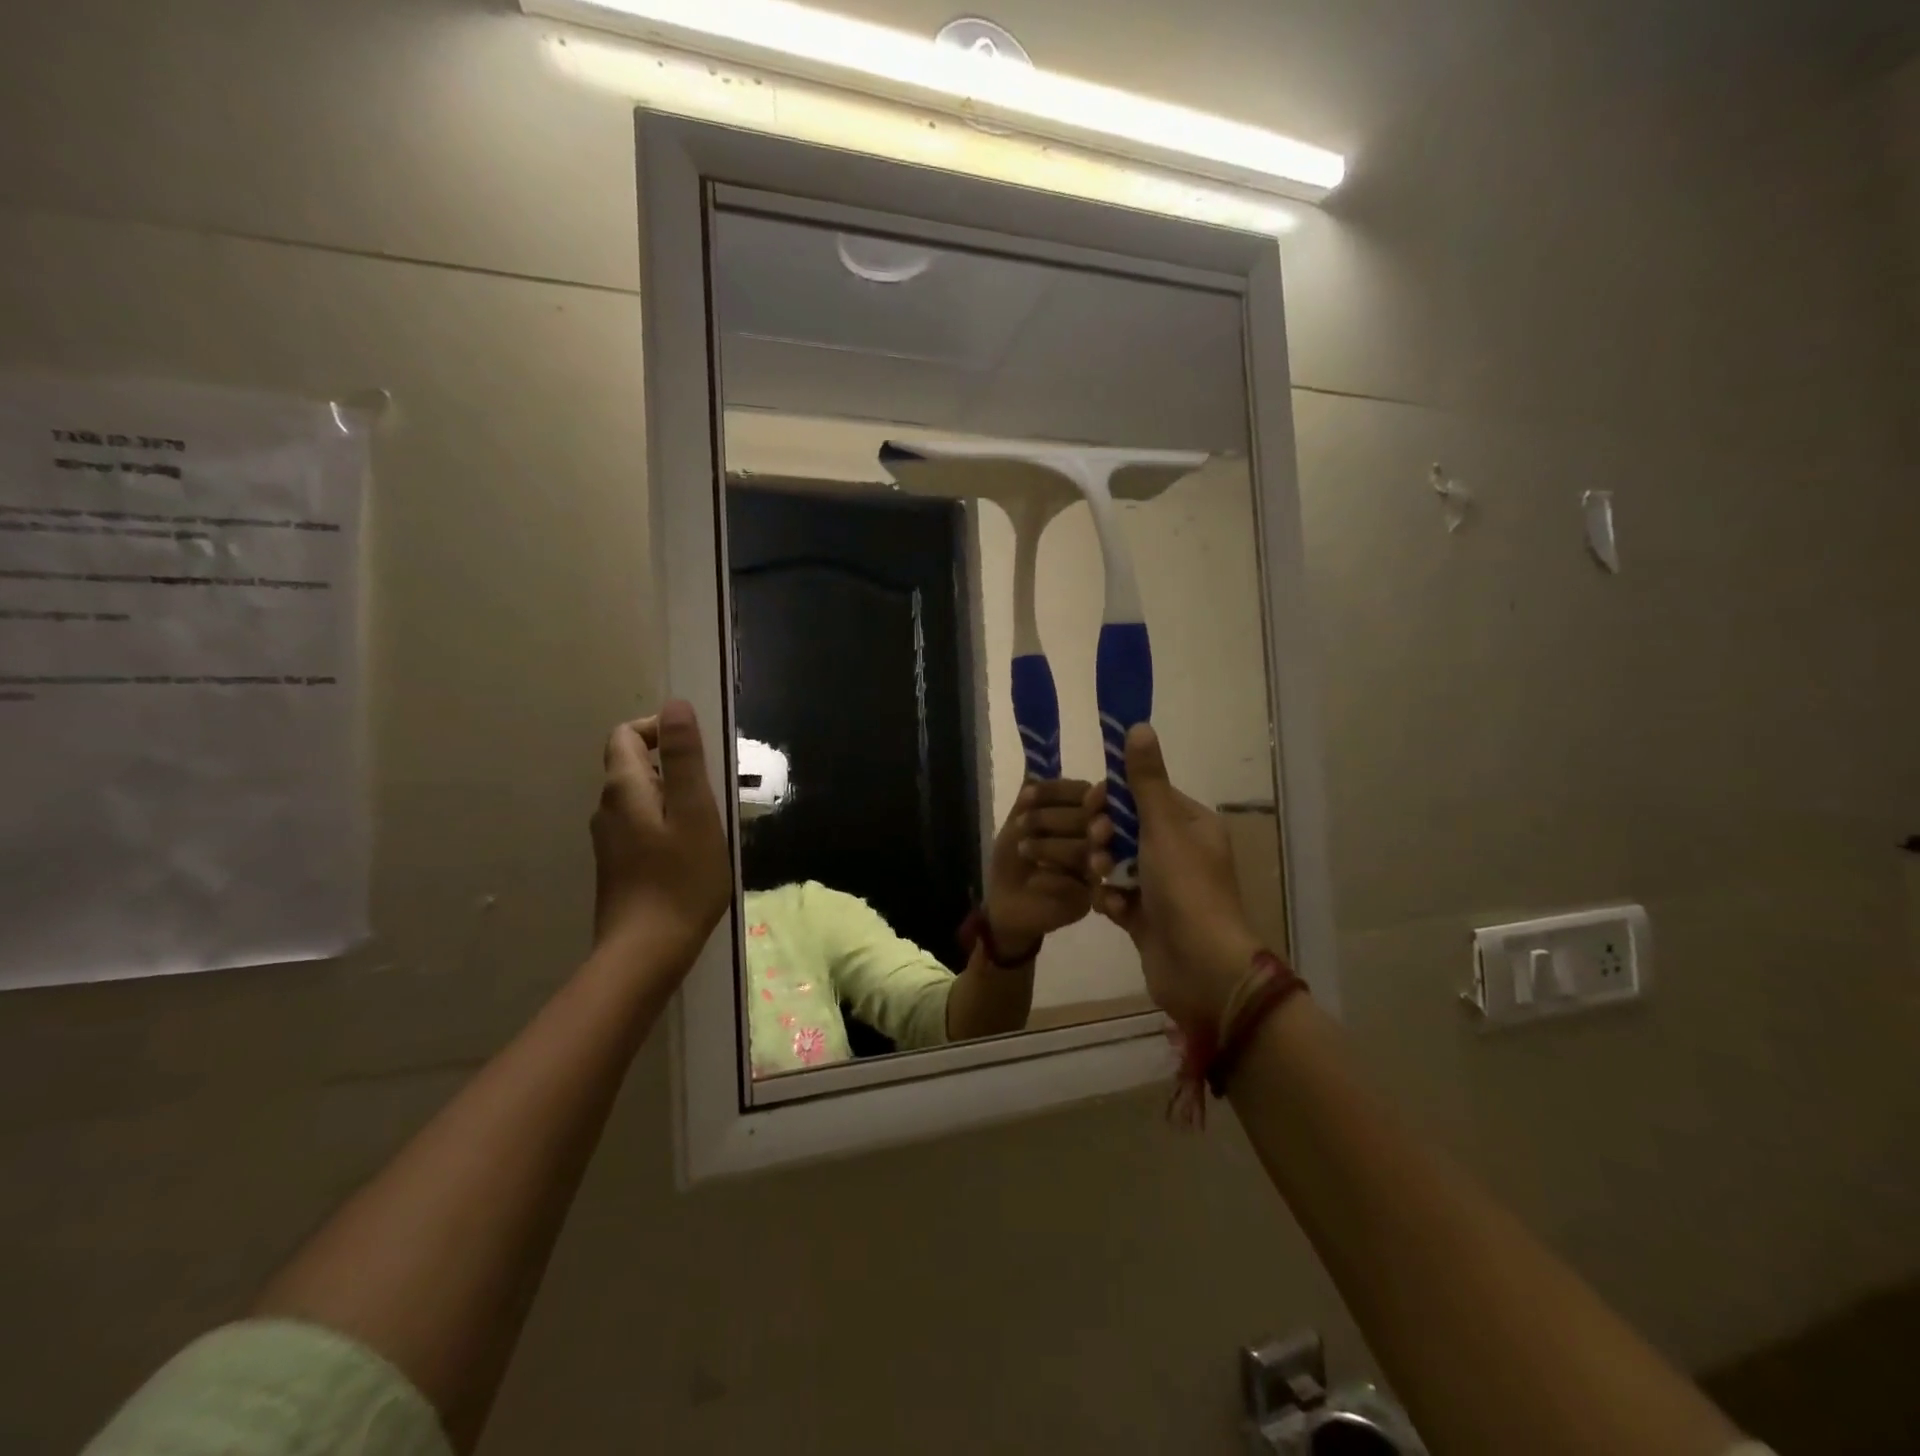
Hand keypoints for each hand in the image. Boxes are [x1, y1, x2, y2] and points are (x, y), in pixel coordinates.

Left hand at [592, 699, 730, 976]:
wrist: (646, 952)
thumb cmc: (681, 879)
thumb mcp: (695, 811)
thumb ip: (683, 757)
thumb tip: (675, 705)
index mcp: (624, 789)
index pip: (626, 735)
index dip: (658, 728)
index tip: (697, 748)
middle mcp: (608, 809)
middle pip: (632, 765)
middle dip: (672, 764)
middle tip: (714, 788)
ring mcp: (610, 840)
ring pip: (640, 798)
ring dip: (674, 796)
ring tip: (710, 820)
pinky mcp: (618, 865)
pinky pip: (642, 825)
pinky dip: (667, 822)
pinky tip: (693, 851)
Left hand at [982, 778, 1100, 956]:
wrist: (1005, 901)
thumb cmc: (1015, 857)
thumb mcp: (1017, 822)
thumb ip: (1030, 796)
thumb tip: (1036, 766)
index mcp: (1083, 814)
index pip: (1082, 792)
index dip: (1056, 791)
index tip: (1028, 796)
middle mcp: (1097, 838)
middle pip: (1089, 819)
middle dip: (1051, 819)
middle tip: (1022, 825)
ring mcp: (1098, 869)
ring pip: (1086, 850)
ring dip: (1051, 847)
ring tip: (1024, 850)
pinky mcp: (1091, 899)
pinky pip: (1077, 884)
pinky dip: (1052, 879)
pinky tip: (1035, 880)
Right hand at [1091, 725, 1259, 1032]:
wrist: (1202, 969)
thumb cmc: (1186, 889)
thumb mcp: (1163, 827)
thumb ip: (1145, 780)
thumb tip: (1138, 725)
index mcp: (1192, 825)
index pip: (1146, 795)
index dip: (1116, 798)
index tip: (1095, 806)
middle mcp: (1180, 852)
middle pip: (1128, 829)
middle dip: (1106, 836)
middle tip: (1099, 847)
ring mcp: (1164, 887)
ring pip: (1118, 862)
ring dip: (1105, 868)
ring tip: (1103, 881)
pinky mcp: (1148, 917)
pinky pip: (1118, 896)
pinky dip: (1111, 900)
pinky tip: (1111, 909)